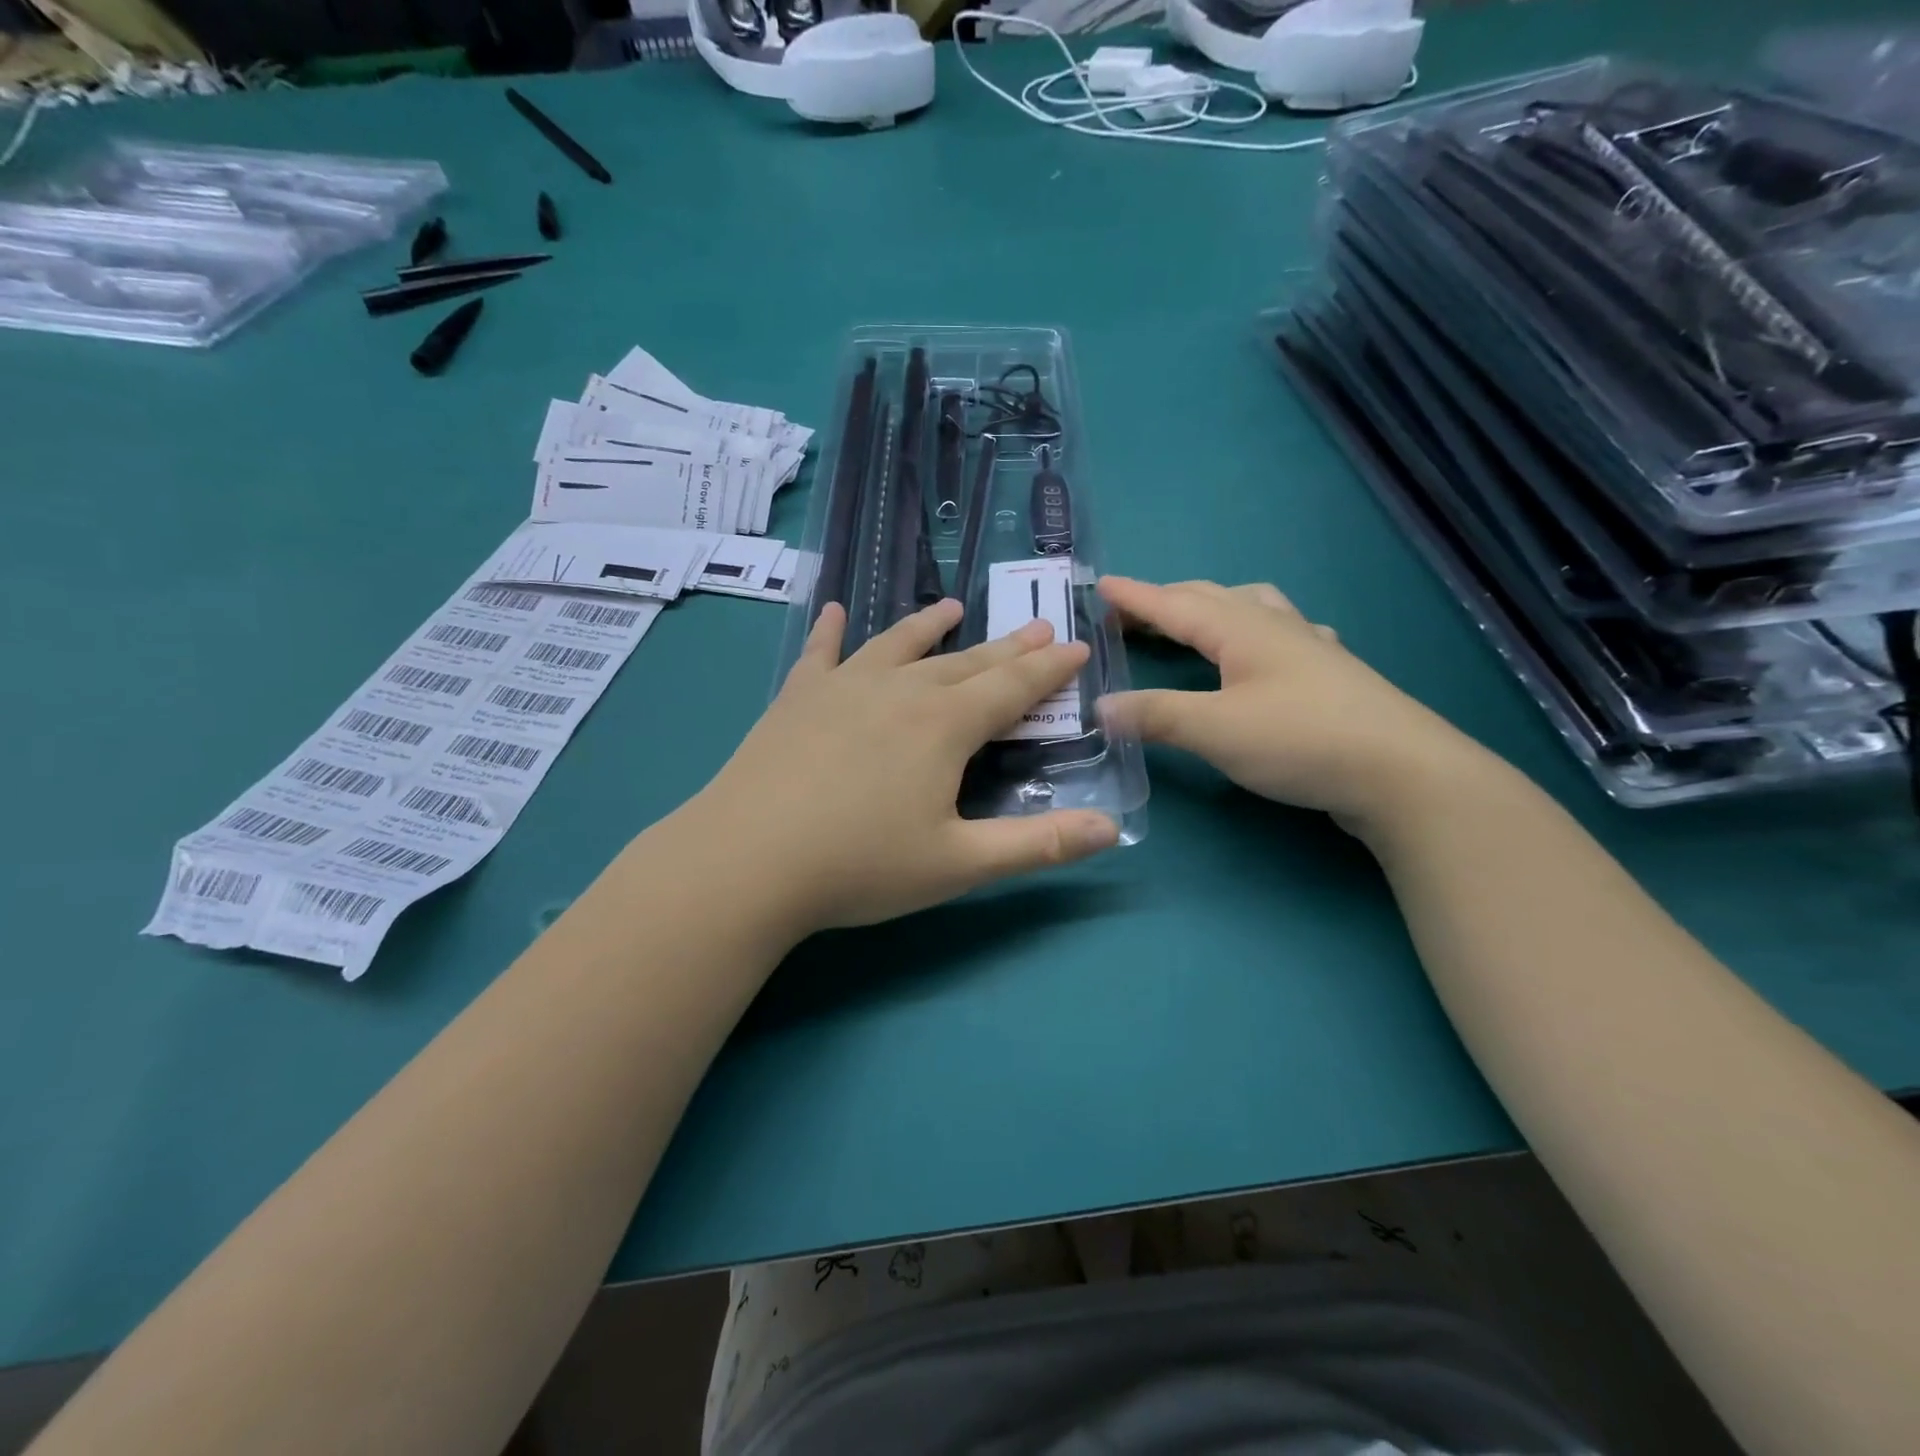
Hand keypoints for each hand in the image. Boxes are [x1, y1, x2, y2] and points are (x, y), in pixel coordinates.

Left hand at [688, 598, 1119, 935]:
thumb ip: (1039, 845)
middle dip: (1007, 647)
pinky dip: (829, 631)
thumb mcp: (959, 864)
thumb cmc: (860, 866)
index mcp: (944, 726)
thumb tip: (1113, 829)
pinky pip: (820, 653)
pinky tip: (831, 610)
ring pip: (898, 645)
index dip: (1048, 669)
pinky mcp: (797, 698)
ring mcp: (843, 687)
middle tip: (1037, 628)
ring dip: (930, 625)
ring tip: (952, 607)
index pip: (1011, 688)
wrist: (747, 861)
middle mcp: (899, 691)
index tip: (1075, 646)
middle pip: (964, 661)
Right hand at [1096, 576, 1487, 827]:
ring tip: (1194, 621)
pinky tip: (1266, 652)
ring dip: (1213, 606)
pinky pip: (1284, 633)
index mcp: (1242, 630)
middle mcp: (1276, 626)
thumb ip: (1156, 715)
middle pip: (1211, 598)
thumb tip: (1100, 706)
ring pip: (1253, 607)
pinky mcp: (1332, 675)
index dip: (1135, 596)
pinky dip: (1256, 631)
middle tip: (1130, 614)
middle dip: (1166, 600)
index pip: (1175, 604)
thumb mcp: (1215, 730)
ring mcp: (1310, 647)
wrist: (1402, 773)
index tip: (1099, 585)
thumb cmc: (1301, 741)